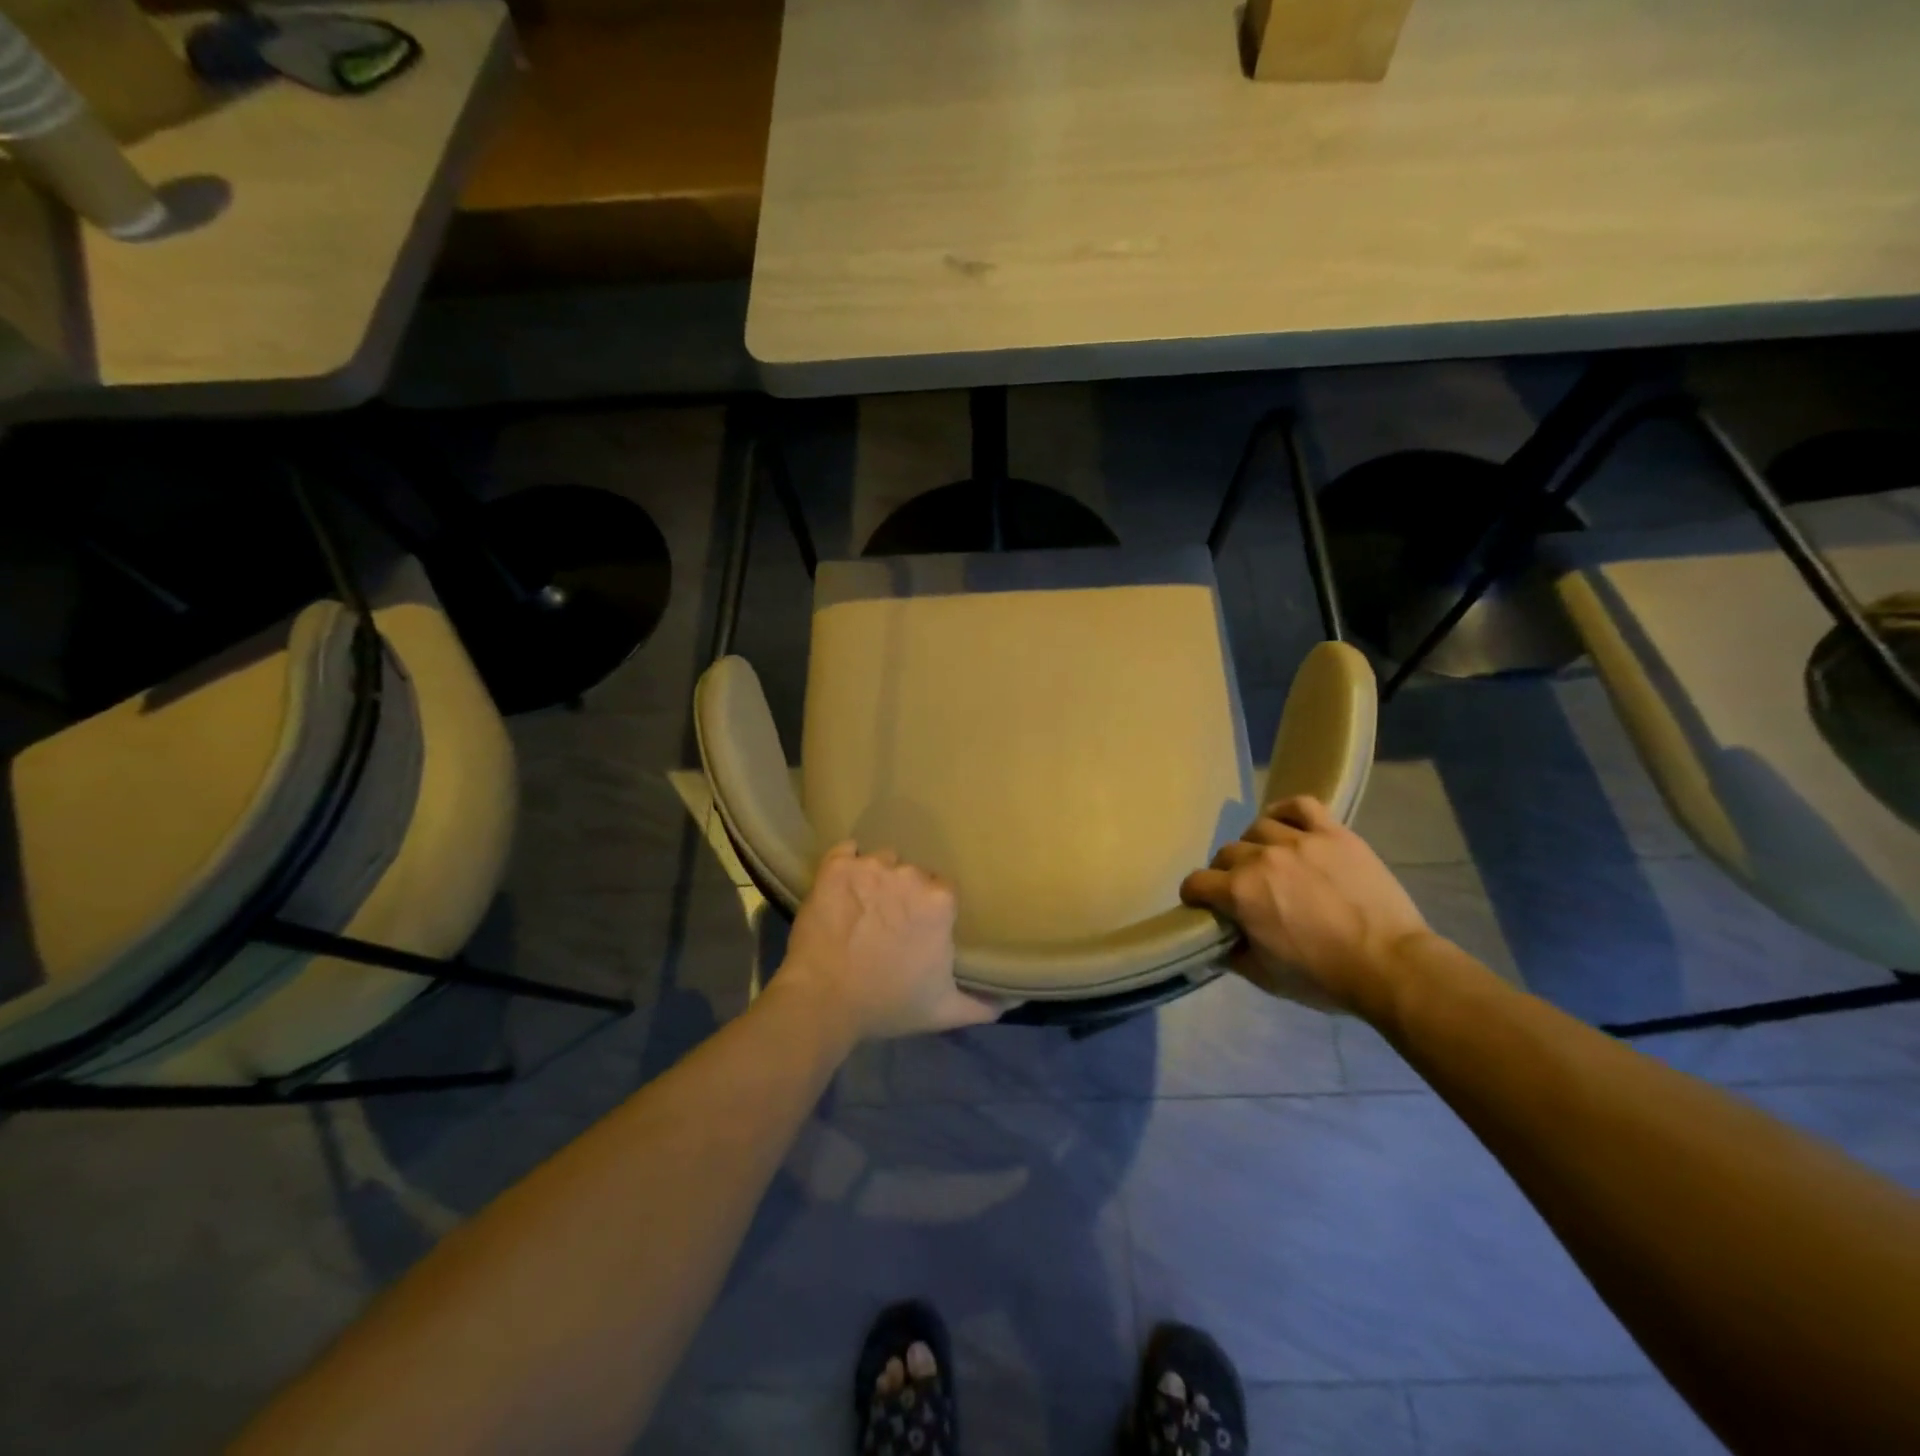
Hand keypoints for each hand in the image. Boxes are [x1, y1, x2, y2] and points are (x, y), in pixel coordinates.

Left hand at [776, 842, 1003, 1041]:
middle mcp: (910, 874)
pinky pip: (846, 851)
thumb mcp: (944, 1011)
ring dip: (876, 878)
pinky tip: (842, 886)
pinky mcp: (835, 867)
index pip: (943, 891)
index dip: (931, 910)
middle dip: (905, 893)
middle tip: (890, 922)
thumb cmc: (888, 1004)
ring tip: (863, 906)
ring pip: (881, 861)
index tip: (919, 929)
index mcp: (940, 901)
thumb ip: (984, 1004)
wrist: (823, 1002)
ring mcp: (870, 867)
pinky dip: (846, 864)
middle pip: (913, 874)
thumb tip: (1015, 1001)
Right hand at [1180, 796, 1433, 1017]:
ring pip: (1258, 828)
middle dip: (1225, 872)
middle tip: (1242, 890)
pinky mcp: (1333, 833)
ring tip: (1268, 859)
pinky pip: (1300, 806)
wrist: (1391, 966)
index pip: (1196, 882)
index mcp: (1239, 892)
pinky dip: (1286, 811)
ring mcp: (1299, 841)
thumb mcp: (1265, 977)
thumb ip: (1232, 955)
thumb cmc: (1324, 977)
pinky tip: (1286, 825)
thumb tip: (1217, 944)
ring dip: (1254, 845)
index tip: (1203, 906)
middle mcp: (1261, 858)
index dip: (1195, 896)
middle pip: (1226, 853)